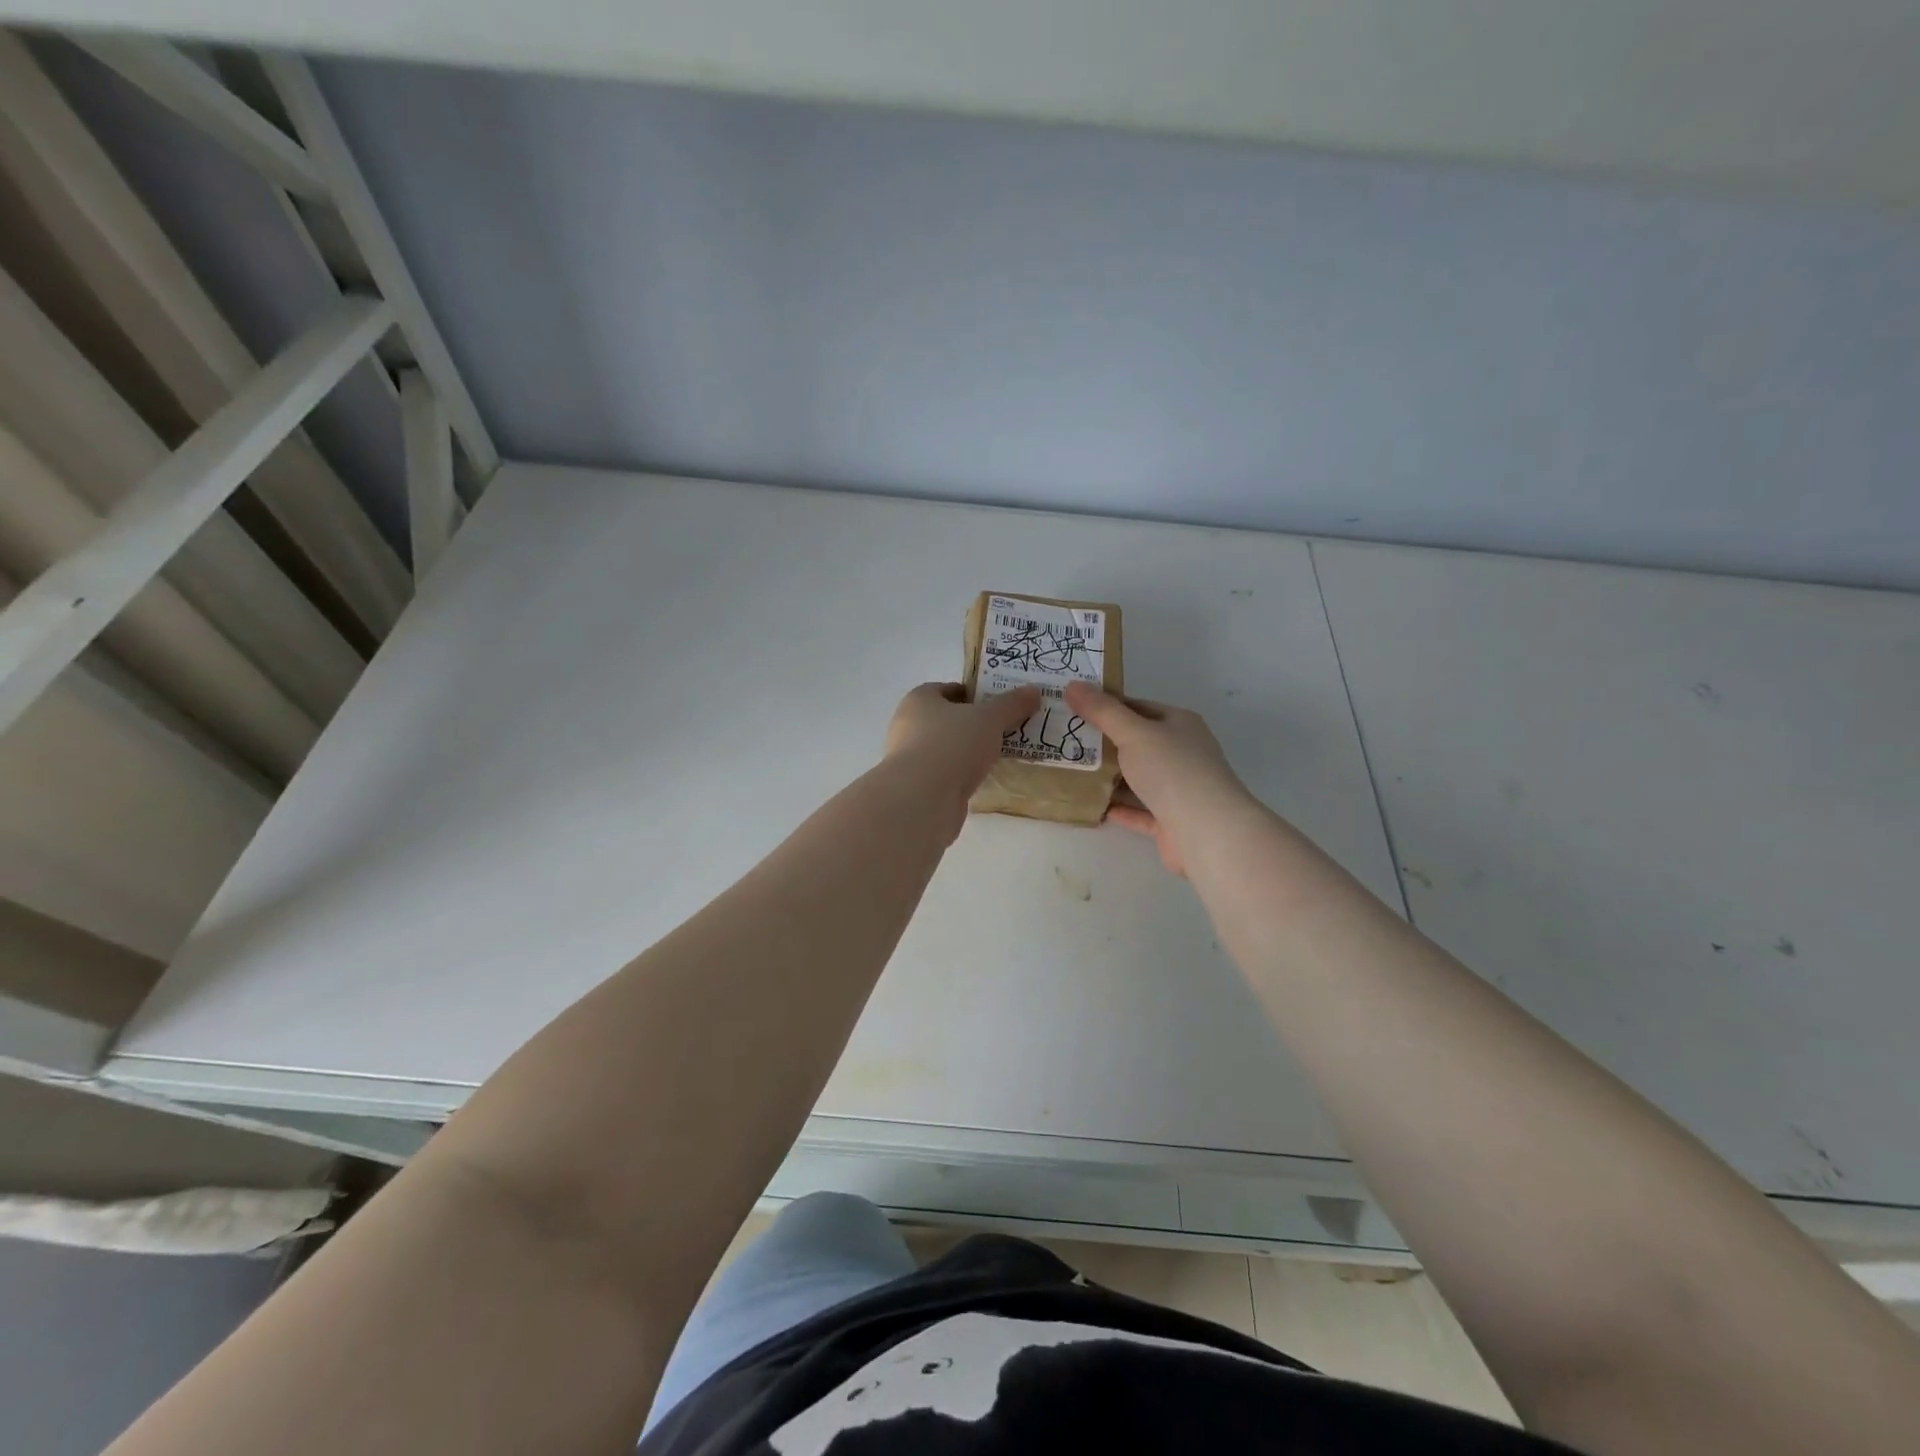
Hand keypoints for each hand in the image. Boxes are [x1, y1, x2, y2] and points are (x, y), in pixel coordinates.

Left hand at [885, 681, 1039, 801]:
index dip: (974, 694)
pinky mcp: (918, 787)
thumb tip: (1034, 690)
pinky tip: (984, 779)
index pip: (948, 689)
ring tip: (1000, 754)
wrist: (922, 799)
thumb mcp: (989, 719)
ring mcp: (911, 759)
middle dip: (975, 723)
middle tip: (1005, 728)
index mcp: (919, 700)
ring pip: (947, 748)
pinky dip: (963, 774)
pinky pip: (946, 773)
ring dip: (969, 751)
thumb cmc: (952, 744)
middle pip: (947, 719)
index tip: (999, 704)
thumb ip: (1011, 704)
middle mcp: (908, 726)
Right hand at [1064, 683, 1253, 876]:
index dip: (1106, 706)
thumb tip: (1072, 685)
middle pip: (1137, 743)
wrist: (1208, 831)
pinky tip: (1096, 806)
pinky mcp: (1173, 820)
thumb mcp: (1133, 733)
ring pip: (1139, 778)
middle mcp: (1182, 752)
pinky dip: (1120, 808)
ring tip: (1073, 773)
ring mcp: (1180, 788)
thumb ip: (1102, 711)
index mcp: (1179, 724)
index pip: (1138, 707)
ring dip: (1110, 778)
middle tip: (1066, 740)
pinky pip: (1141, 810)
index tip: (1073, 709)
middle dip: (1104, 743)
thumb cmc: (1172, 771)